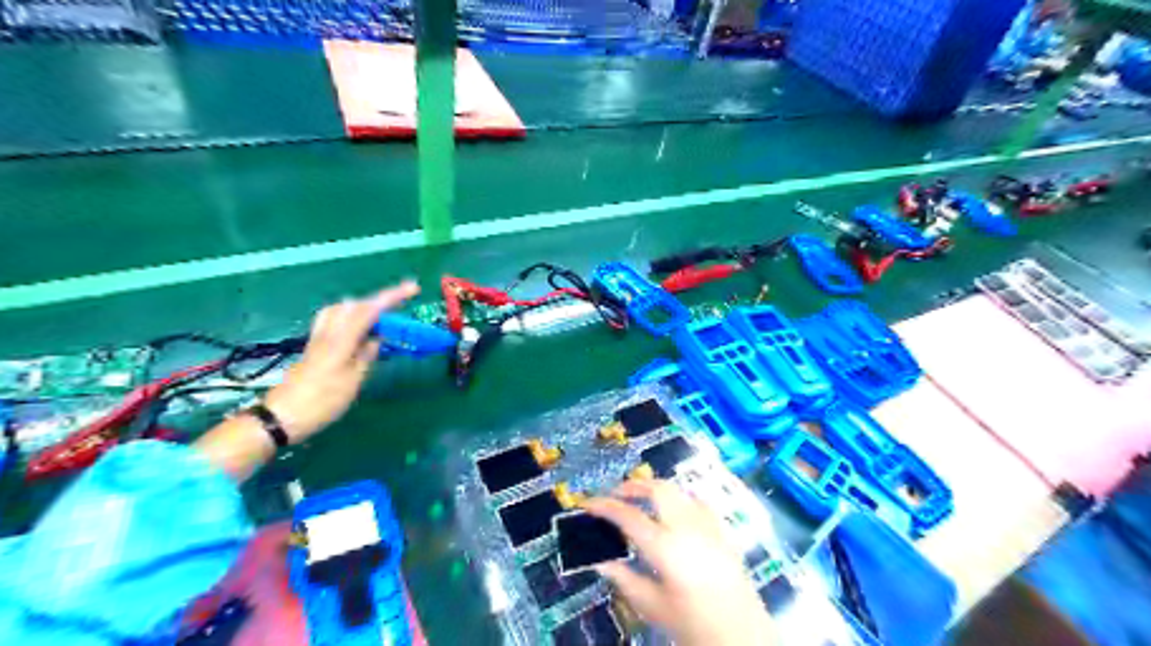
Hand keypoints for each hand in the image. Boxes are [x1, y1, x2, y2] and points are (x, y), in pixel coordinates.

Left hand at [263, 282, 419, 443]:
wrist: (282, 416)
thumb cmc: (322, 402)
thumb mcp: (352, 381)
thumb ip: (366, 356)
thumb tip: (377, 339)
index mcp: (341, 340)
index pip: (369, 310)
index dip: (392, 297)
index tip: (413, 288)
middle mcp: (328, 332)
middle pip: (355, 304)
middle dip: (380, 301)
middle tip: (401, 307)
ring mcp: (318, 338)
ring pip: (341, 309)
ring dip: (363, 307)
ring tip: (381, 317)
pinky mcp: (313, 346)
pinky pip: (334, 319)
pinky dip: (350, 316)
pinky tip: (357, 329)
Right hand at [585, 476, 773, 644]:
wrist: (742, 637)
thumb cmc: (693, 626)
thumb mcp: (653, 606)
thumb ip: (624, 578)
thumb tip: (600, 560)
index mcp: (666, 547)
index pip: (628, 516)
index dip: (604, 506)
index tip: (587, 503)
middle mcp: (687, 527)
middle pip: (657, 489)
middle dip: (632, 486)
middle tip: (614, 494)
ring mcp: (708, 525)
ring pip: (679, 490)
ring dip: (655, 488)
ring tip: (639, 498)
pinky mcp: (722, 530)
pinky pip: (697, 501)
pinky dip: (679, 497)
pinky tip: (673, 510)